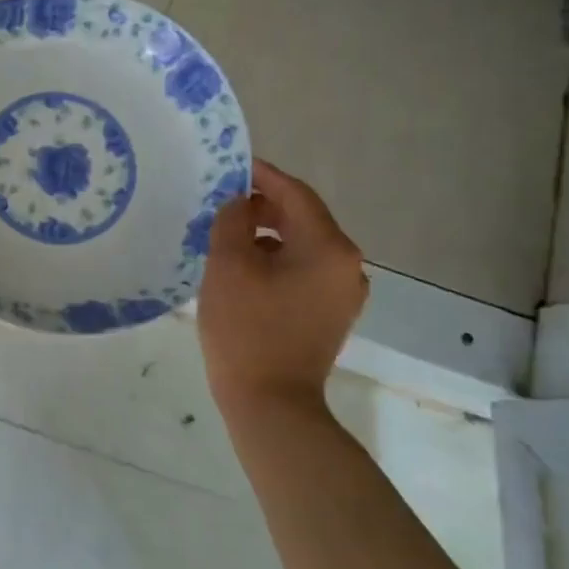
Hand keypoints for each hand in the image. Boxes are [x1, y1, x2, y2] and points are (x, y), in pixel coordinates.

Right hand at [198, 160, 367, 417]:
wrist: (270, 402)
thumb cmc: (246, 330)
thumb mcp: (228, 267)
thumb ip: (232, 222)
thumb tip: (238, 203)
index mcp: (328, 247)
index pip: (295, 194)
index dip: (262, 176)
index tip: (232, 165)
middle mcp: (347, 265)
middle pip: (303, 219)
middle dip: (263, 206)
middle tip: (222, 203)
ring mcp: (342, 292)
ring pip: (302, 246)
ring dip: (267, 235)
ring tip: (227, 237)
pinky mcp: (330, 314)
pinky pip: (303, 271)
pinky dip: (276, 261)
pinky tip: (244, 270)